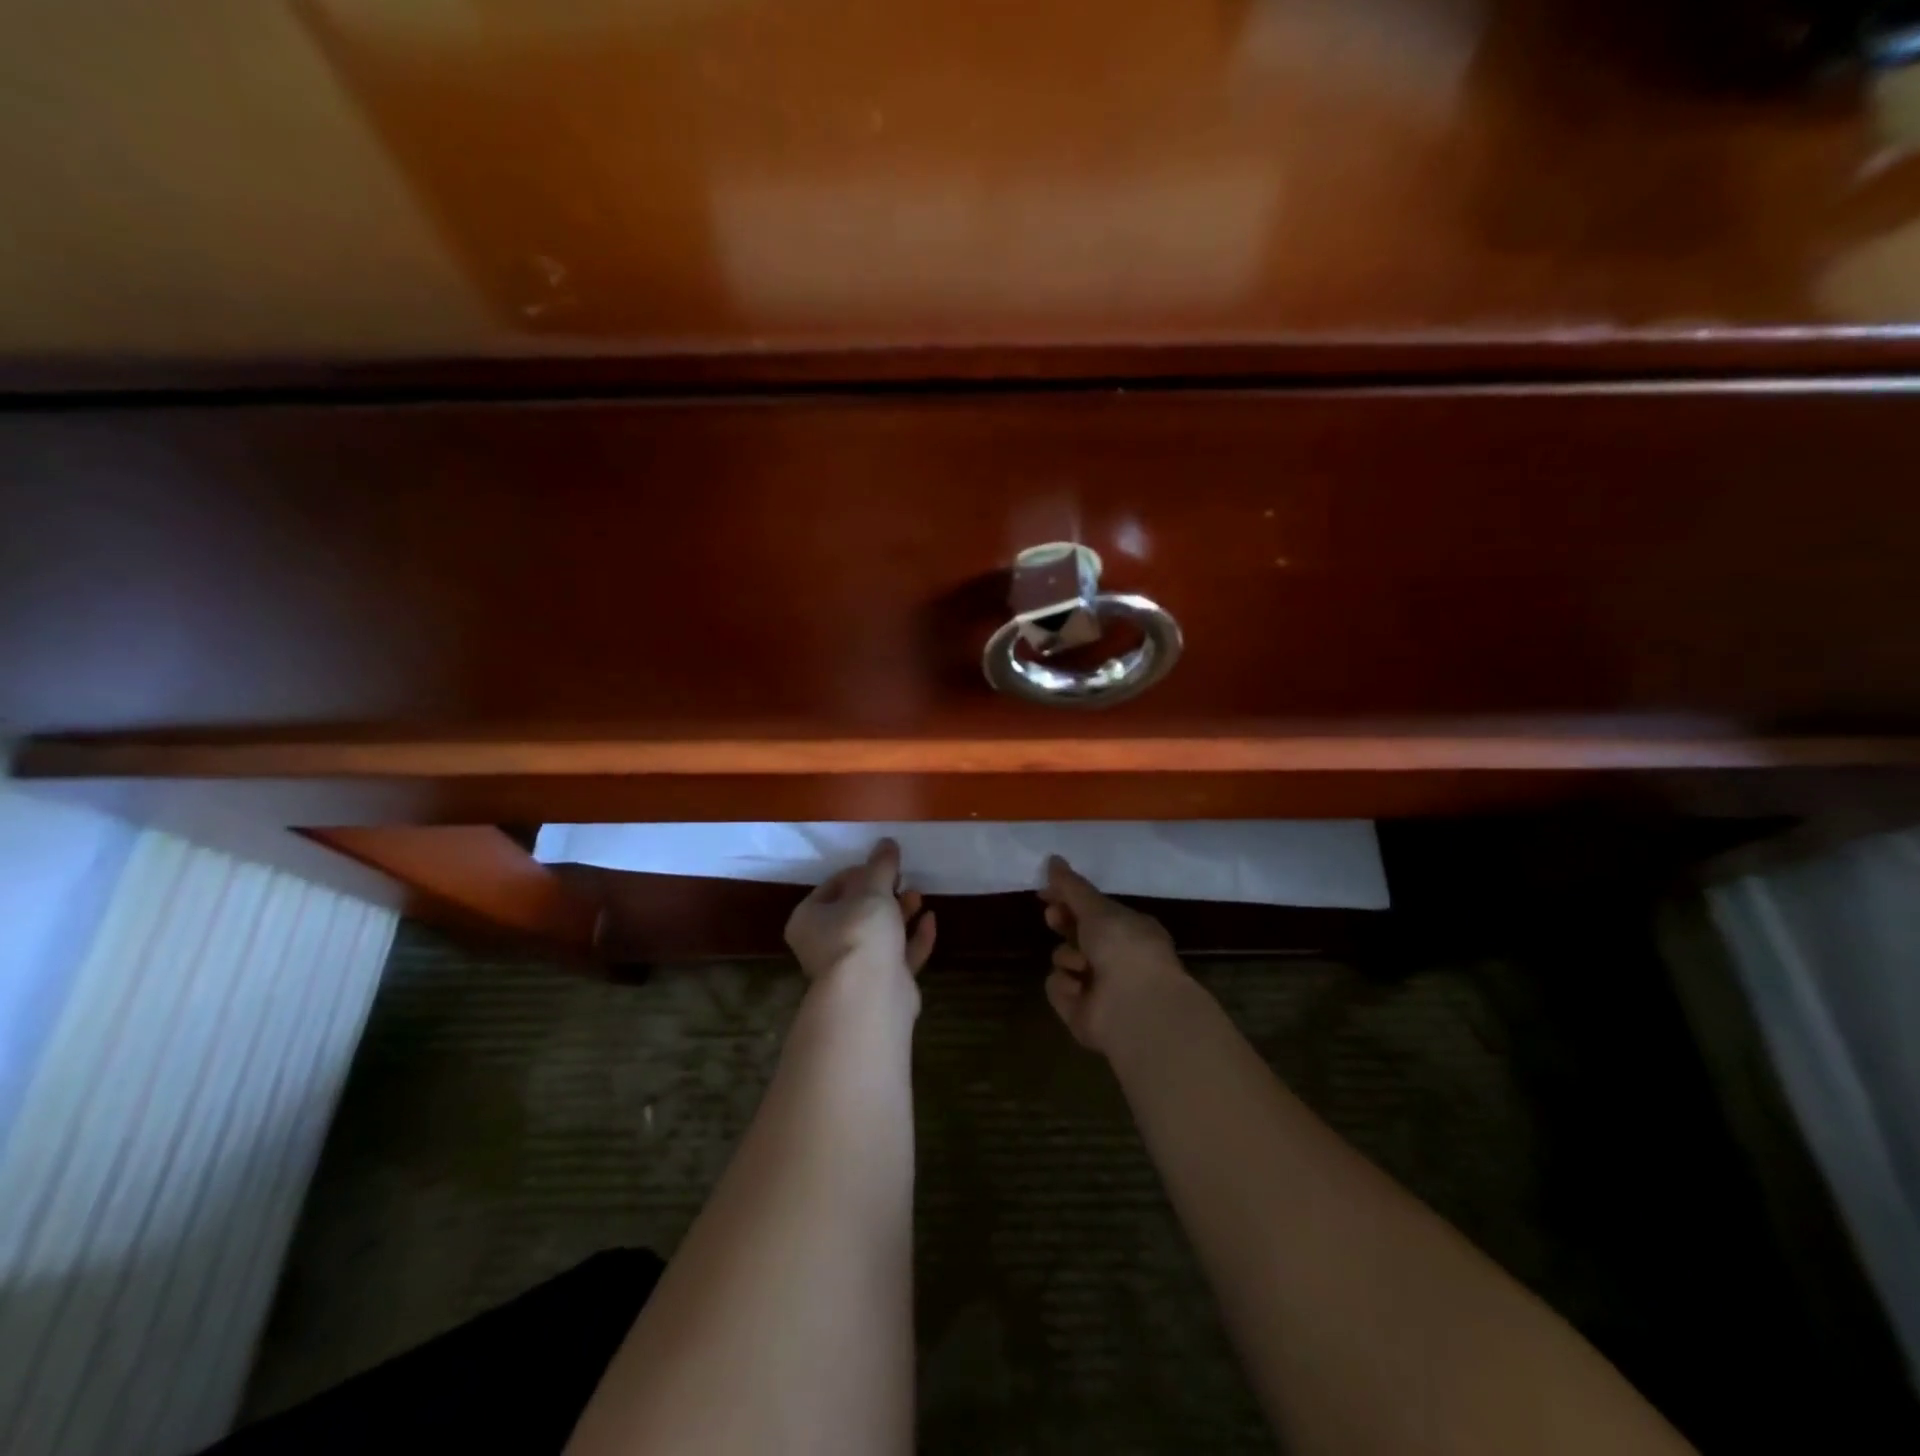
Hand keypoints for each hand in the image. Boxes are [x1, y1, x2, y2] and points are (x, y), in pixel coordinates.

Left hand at [784, 838, 936, 988]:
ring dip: (899, 913)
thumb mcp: (871, 890)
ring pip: (878, 934)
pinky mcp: (880, 984)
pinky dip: (914, 938)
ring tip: (918, 894)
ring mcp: (854, 968)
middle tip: (902, 878)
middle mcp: (825, 944)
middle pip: (856, 911)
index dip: (859, 872)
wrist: (870, 995)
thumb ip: (881, 866)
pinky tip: (931, 920)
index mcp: (809, 919)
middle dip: (882, 894)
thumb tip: (886, 842)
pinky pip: (899, 955)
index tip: (883, 865)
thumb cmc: (859, 932)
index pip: (832, 886)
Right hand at [1040, 855, 1189, 1054]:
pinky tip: (1080, 990)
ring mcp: (1098, 986)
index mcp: (1129, 929)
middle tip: (1053, 917)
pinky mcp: (1080, 1010)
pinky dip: (1066, 985)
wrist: (1135, 1008)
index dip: (1070, 899)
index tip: (1047, 892)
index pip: (1094, 909)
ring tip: (1083, 965)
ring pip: (1064, 958)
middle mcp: (1116, 957)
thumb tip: (1053, 859)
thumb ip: (1072, 886)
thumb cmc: (1124, 948)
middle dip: (1063, 923)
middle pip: (1077, 933)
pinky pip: (1058, 986)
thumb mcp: (1097, 909)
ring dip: (1068, 957)